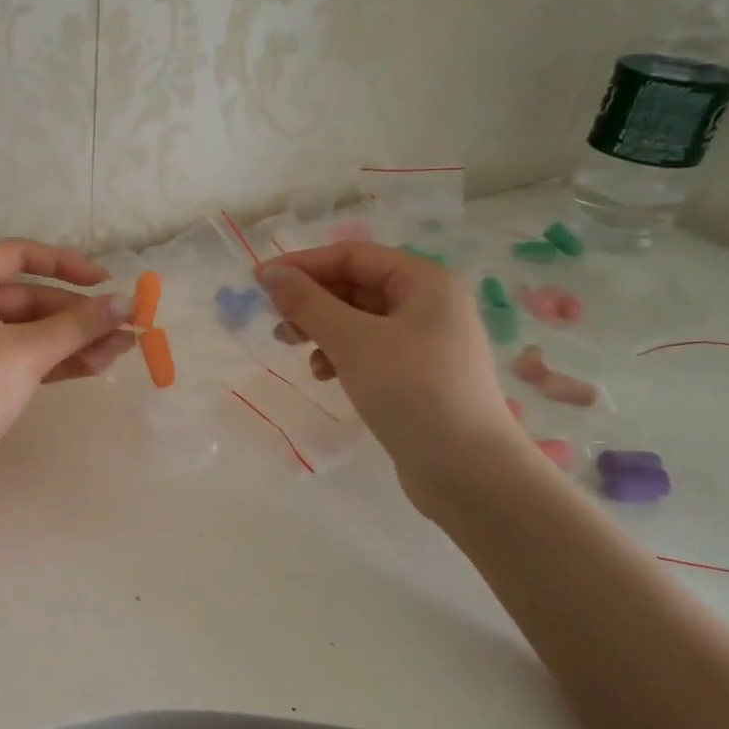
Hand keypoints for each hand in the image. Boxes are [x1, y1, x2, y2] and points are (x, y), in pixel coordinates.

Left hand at [0, 239, 134, 493]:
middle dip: (78, 314)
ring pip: (33, 332)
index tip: (103, 281)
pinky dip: (58, 361)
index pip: (19, 255)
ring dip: (75, 340)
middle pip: (32, 299)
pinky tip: (97, 366)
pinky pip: (26, 358)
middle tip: (124, 328)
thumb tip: (126, 303)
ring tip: (122, 351)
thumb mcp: (28, 350)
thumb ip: (79, 325)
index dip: (64, 263)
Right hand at [256, 243, 523, 505]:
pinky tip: (324, 375)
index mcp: (425, 282)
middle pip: (355, 285)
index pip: (352, 256)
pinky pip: (369, 348)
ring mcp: (425, 341)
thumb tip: (271, 273)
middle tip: (275, 320)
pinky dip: (340, 354)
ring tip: (292, 347)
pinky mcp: (417, 374)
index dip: (303, 264)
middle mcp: (429, 303)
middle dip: (311, 299)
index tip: (259, 281)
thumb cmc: (412, 391)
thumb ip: (308, 303)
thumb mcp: (352, 341)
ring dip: (321, 328)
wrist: (469, 472)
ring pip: (358, 319)